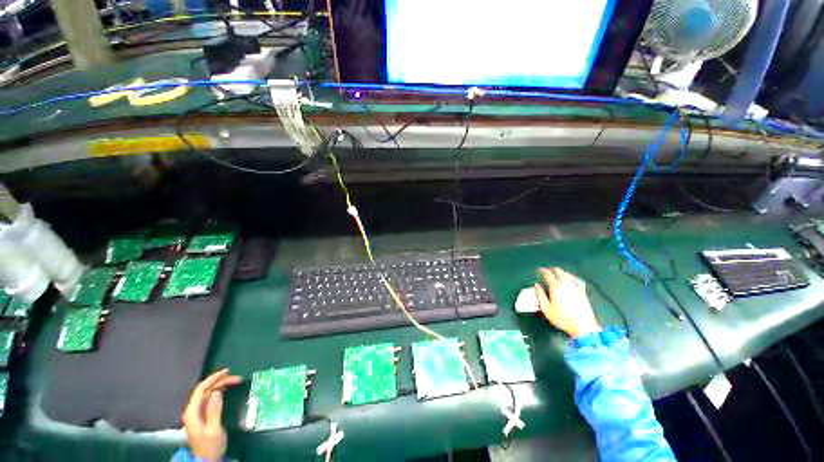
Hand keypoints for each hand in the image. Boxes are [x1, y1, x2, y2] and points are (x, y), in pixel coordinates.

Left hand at [182, 368, 241, 460]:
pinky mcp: (202, 416)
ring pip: (207, 394)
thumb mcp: (214, 429)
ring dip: (220, 386)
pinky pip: (209, 399)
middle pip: (204, 390)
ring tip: (234, 382)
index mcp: (192, 413)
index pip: (201, 389)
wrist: (207, 461)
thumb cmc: (210, 446)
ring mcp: (196, 414)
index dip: (213, 378)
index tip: (227, 371)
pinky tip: (226, 391)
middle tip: (237, 378)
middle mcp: (192, 411)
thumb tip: (217, 391)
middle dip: (220, 381)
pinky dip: (219, 392)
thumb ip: (214, 410)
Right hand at [534, 267, 600, 337]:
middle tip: (546, 271)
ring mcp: (576, 287)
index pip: (548, 274)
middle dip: (551, 269)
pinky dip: (570, 276)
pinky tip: (569, 278)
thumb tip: (536, 285)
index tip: (538, 270)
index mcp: (556, 287)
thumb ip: (540, 295)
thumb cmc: (562, 318)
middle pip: (559, 271)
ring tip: (555, 274)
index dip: (542, 271)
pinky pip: (575, 279)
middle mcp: (566, 284)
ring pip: (567, 274)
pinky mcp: (582, 291)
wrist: (583, 326)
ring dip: (560, 272)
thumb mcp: (546, 309)